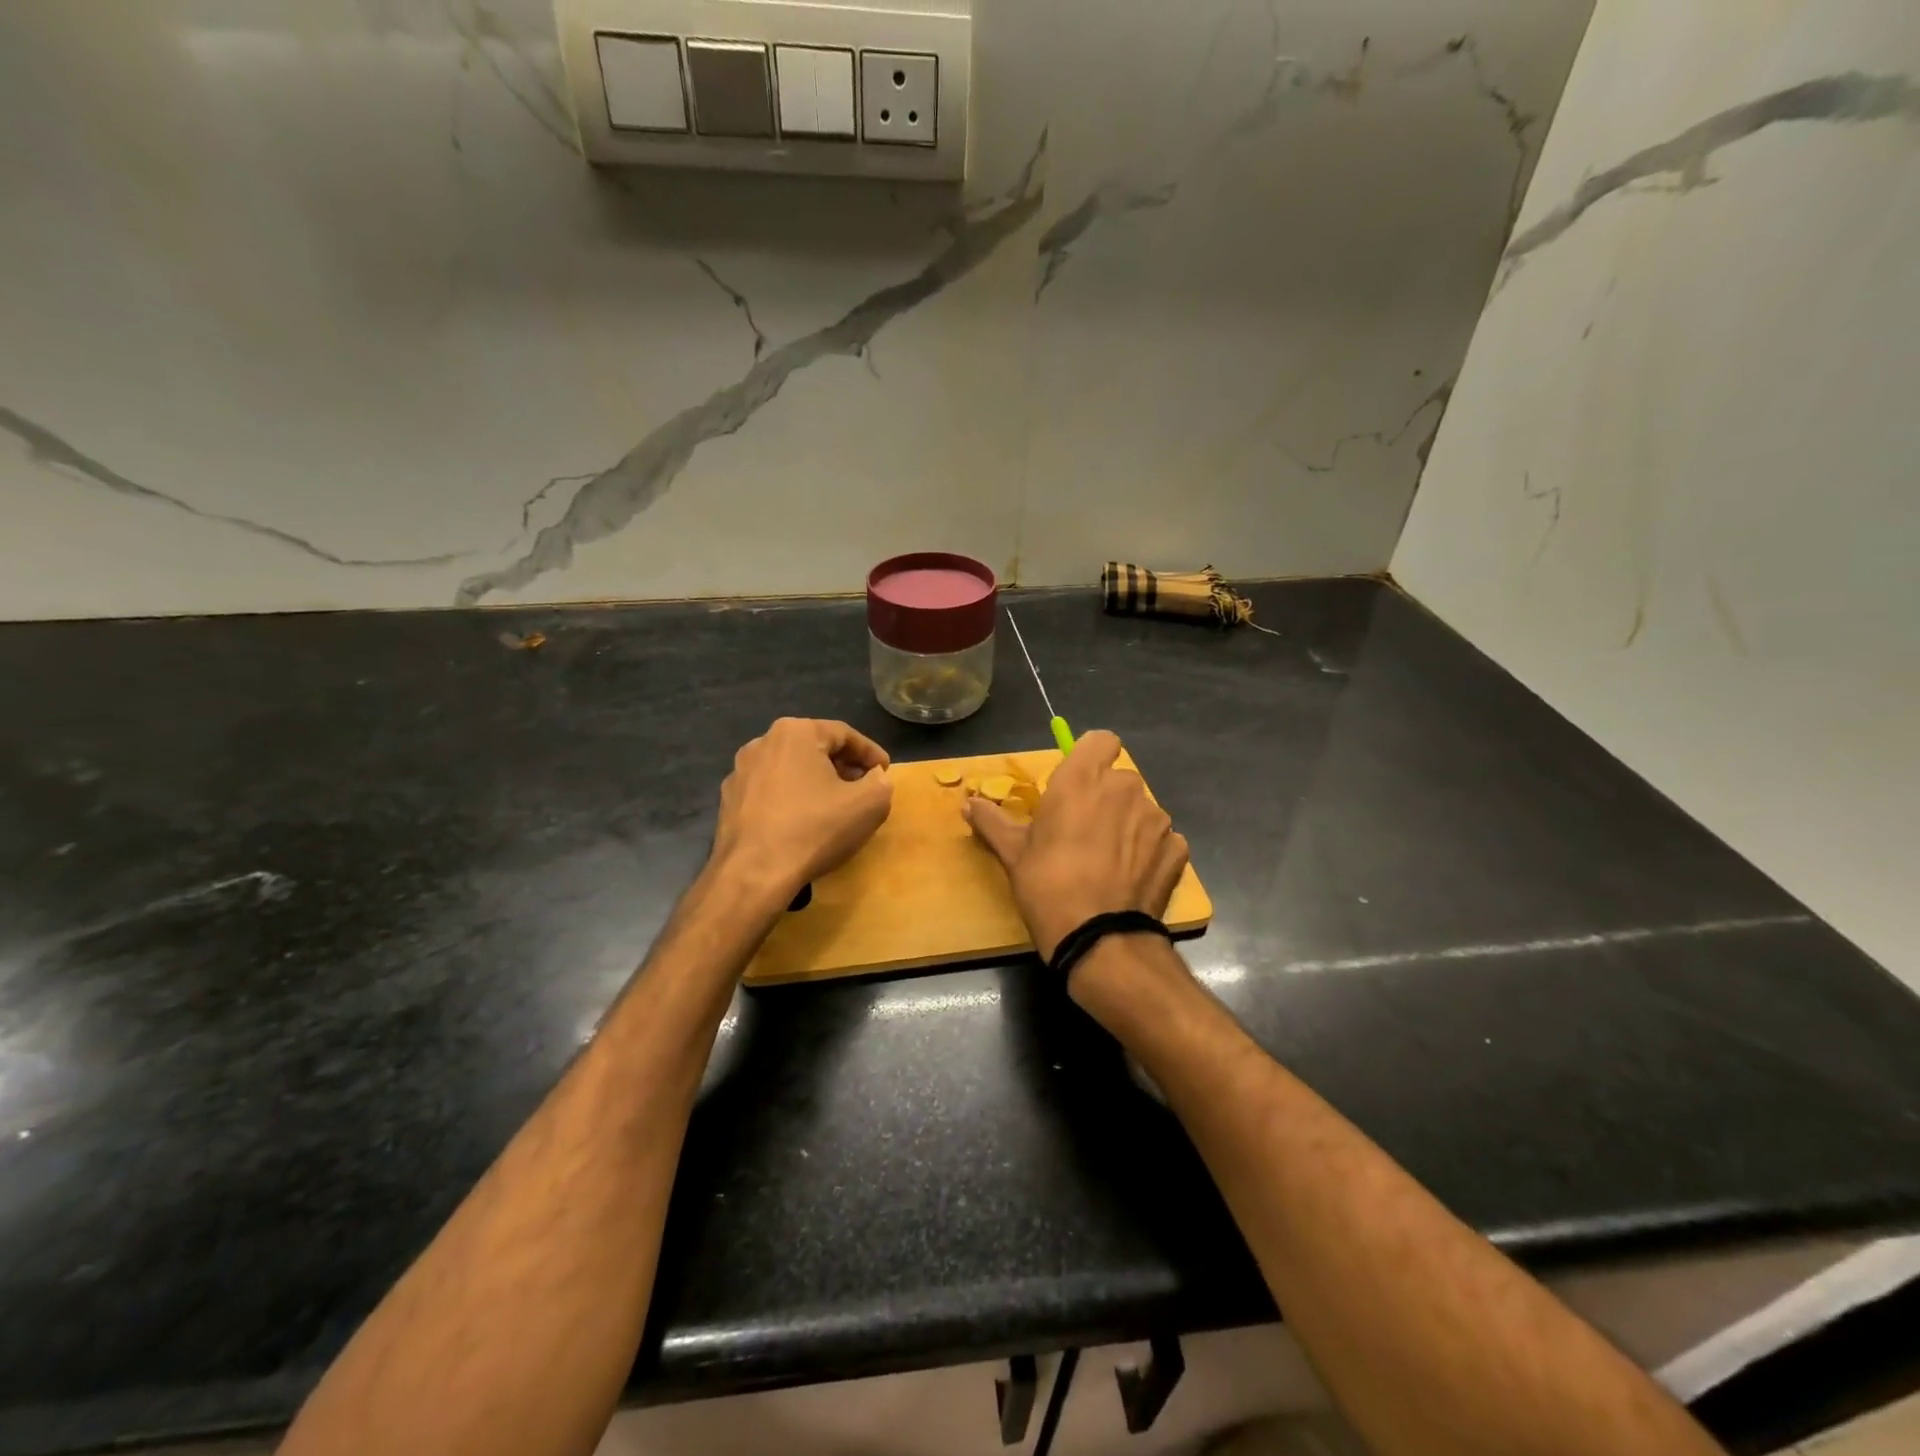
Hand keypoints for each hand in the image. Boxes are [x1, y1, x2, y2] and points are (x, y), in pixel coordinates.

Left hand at [711, 718, 892, 901]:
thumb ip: (881, 782)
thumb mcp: (870, 803)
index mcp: (795, 732)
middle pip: (814, 748)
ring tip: (834, 807)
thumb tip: (874, 778)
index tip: (886, 772)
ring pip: (790, 770)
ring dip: (815, 783)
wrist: (754, 874)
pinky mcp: (728, 801)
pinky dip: (791, 800)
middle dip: (842, 766)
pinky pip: (770, 792)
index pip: (844, 734)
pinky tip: (802, 824)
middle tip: (863, 787)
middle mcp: (762, 743)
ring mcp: (740, 772)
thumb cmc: (816, 829)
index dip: (871, 753)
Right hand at [966, 730, 1188, 961]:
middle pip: (1119, 779)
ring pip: (1141, 809)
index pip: (1101, 740)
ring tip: (1108, 861)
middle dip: (1106, 798)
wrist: (1099, 938)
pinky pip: (1161, 839)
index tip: (1078, 783)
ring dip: (1128, 825)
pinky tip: (1131, 878)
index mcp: (1082, 779)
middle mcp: (1124, 788)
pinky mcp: (1177, 848)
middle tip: (1084, 831)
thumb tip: (968, 803)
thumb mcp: (1012, 853)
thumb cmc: (1047, 885)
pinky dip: (1148, 852)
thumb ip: (992, 820)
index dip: (1091, 757)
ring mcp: (1156, 818)